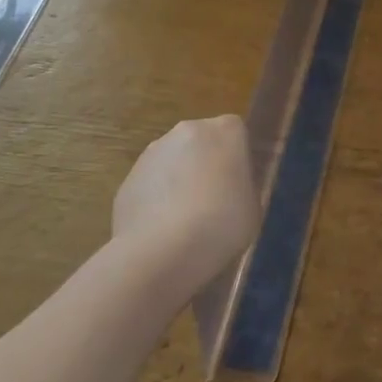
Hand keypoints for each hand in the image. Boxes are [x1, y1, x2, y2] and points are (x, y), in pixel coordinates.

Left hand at [113, 115, 259, 293]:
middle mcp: (189, 129)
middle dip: (207, 166)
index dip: (238, 161)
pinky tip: (161, 231)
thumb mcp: (253, 207)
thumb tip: (234, 186)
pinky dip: (157, 201)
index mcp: (226, 129)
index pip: (238, 134)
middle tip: (214, 203)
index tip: (239, 188)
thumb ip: (246, 186)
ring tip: (184, 223)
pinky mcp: (128, 177)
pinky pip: (151, 185)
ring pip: (174, 162)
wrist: (159, 252)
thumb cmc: (221, 225)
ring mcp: (154, 151)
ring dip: (180, 182)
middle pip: (203, 143)